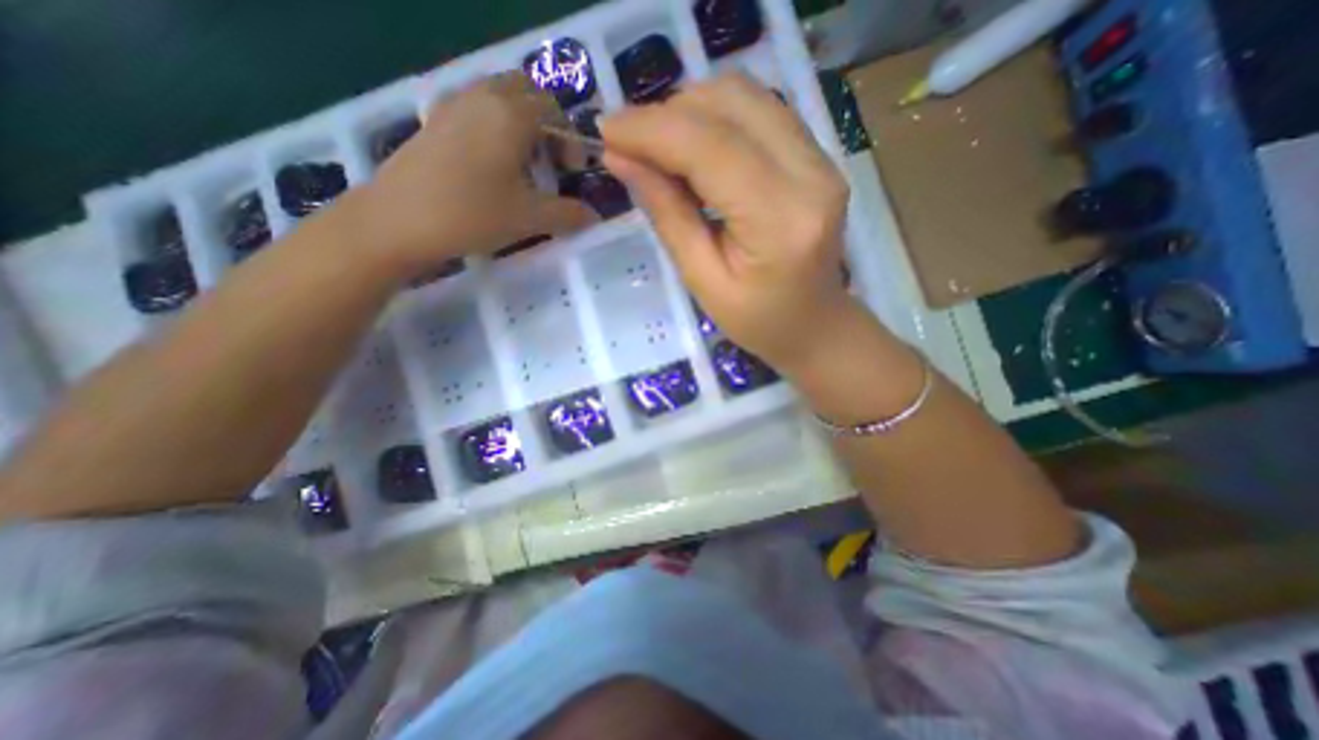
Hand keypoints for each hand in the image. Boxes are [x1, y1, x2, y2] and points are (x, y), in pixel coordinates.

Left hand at [353, 70, 595, 277]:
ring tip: (524, 165)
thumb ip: (568, 214)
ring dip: (520, 123)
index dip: (571, 138)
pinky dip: (494, 126)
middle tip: (551, 161)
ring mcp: (453, 105)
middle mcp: (482, 97)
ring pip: (498, 97)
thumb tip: (593, 216)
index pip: (554, 108)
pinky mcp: (434, 121)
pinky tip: (493, 164)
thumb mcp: (529, 218)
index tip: (573, 171)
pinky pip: (475, 108)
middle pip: (525, 91)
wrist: (397, 221)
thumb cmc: (471, 214)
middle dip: (547, 122)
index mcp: (511, 114)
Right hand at [601, 74, 861, 374]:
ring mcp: (822, 160)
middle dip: (669, 115)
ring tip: (661, 151)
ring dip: (692, 112)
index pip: (711, 147)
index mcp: (780, 221)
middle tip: (633, 148)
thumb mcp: (703, 281)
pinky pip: (760, 112)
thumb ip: (667, 215)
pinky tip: (695, 151)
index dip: (652, 129)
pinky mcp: (819, 156)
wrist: (815, 326)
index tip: (606, 131)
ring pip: (746, 96)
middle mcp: (811, 175)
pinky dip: (717, 119)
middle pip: (731, 103)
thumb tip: (622, 159)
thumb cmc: (757, 321)